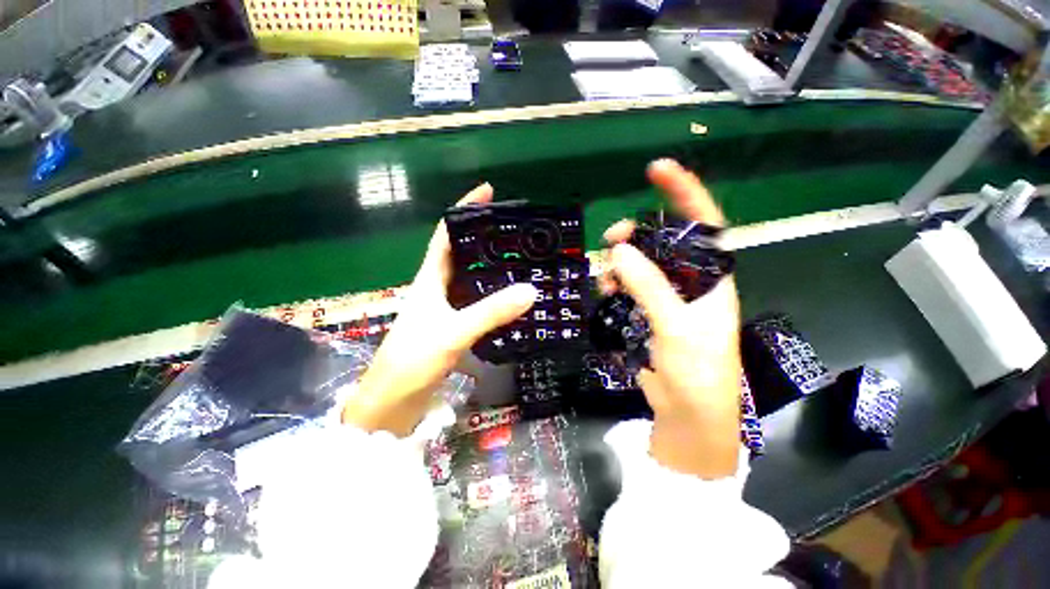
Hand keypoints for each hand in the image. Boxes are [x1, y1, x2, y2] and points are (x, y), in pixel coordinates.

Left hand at [342, 184, 536, 436]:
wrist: (393, 400)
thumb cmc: (414, 360)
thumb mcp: (454, 332)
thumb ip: (491, 312)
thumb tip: (530, 290)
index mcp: (430, 277)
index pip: (447, 233)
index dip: (465, 210)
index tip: (488, 192)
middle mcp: (437, 286)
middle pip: (462, 251)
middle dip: (485, 236)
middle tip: (516, 229)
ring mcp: (445, 306)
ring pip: (470, 276)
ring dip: (491, 265)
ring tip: (519, 257)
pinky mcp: (453, 323)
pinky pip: (476, 299)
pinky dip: (493, 292)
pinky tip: (511, 294)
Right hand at [602, 159, 741, 478]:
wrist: (687, 413)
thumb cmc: (697, 372)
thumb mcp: (676, 327)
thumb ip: (650, 287)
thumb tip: (620, 252)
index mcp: (711, 277)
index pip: (703, 223)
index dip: (684, 193)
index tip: (657, 170)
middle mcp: (690, 281)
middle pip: (662, 242)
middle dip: (637, 235)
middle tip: (611, 240)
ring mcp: (667, 296)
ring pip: (641, 264)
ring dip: (621, 264)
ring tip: (606, 278)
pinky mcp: (649, 311)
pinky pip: (629, 285)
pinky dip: (615, 283)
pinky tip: (607, 290)